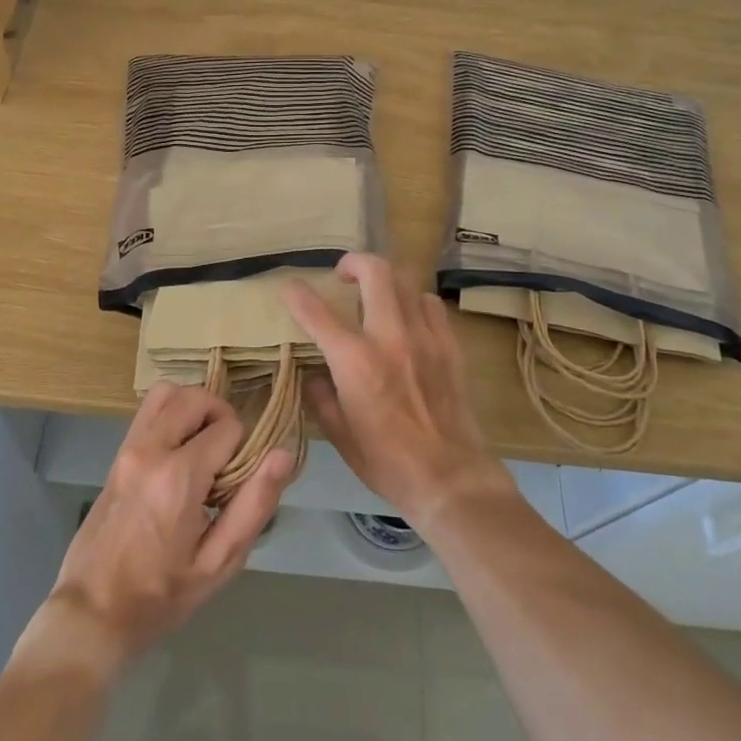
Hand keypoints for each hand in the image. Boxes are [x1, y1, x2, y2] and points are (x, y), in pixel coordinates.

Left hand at [41, 383, 293, 674]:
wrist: (92, 613)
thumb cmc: (160, 596)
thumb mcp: (218, 563)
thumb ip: (254, 505)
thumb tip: (284, 455)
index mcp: (178, 478)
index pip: (228, 427)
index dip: (244, 449)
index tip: (238, 483)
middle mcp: (150, 449)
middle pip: (196, 398)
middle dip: (222, 417)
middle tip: (228, 459)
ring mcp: (128, 448)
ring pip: (168, 393)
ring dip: (194, 409)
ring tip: (204, 448)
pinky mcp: (116, 453)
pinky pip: (148, 411)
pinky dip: (171, 414)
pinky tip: (180, 452)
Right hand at [285, 253, 512, 527]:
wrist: (450, 478)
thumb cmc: (387, 462)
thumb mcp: (340, 435)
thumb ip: (322, 397)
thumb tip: (316, 375)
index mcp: (355, 361)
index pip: (317, 312)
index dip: (298, 294)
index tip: (290, 287)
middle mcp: (390, 337)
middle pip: (375, 272)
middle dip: (353, 262)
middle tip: (343, 274)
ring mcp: (424, 337)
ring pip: (406, 281)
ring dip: (384, 279)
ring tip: (375, 292)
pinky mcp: (449, 346)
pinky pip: (431, 304)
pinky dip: (413, 299)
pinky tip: (408, 315)